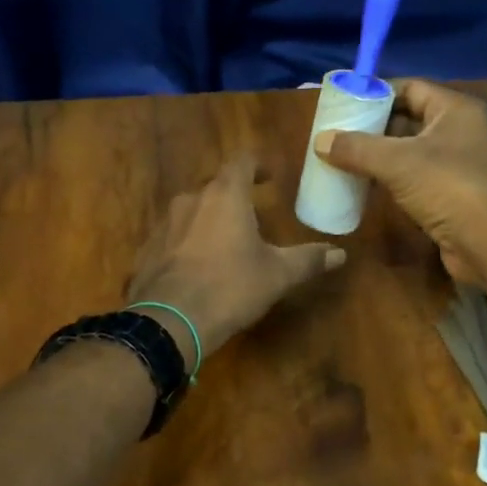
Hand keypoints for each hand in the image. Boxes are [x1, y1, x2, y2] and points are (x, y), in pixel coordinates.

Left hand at [127, 155, 344, 357]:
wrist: (168, 323)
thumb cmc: (229, 288)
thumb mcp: (277, 275)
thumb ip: (307, 260)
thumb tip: (340, 253)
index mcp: (225, 196)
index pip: (241, 161)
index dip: (257, 164)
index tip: (269, 176)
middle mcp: (190, 200)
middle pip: (214, 186)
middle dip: (233, 196)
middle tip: (250, 214)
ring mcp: (163, 224)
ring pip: (190, 212)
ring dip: (208, 220)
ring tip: (224, 243)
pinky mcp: (146, 251)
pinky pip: (171, 238)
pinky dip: (186, 244)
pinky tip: (195, 269)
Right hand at [316, 79, 486, 282]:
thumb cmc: (448, 187)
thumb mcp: (396, 162)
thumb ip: (356, 148)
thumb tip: (319, 140)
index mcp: (454, 110)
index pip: (410, 87)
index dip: (377, 93)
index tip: (343, 103)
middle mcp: (459, 131)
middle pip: (409, 118)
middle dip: (373, 126)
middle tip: (337, 133)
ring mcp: (458, 164)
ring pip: (410, 151)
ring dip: (379, 155)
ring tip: (343, 158)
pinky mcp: (452, 194)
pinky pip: (415, 177)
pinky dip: (390, 179)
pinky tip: (364, 185)